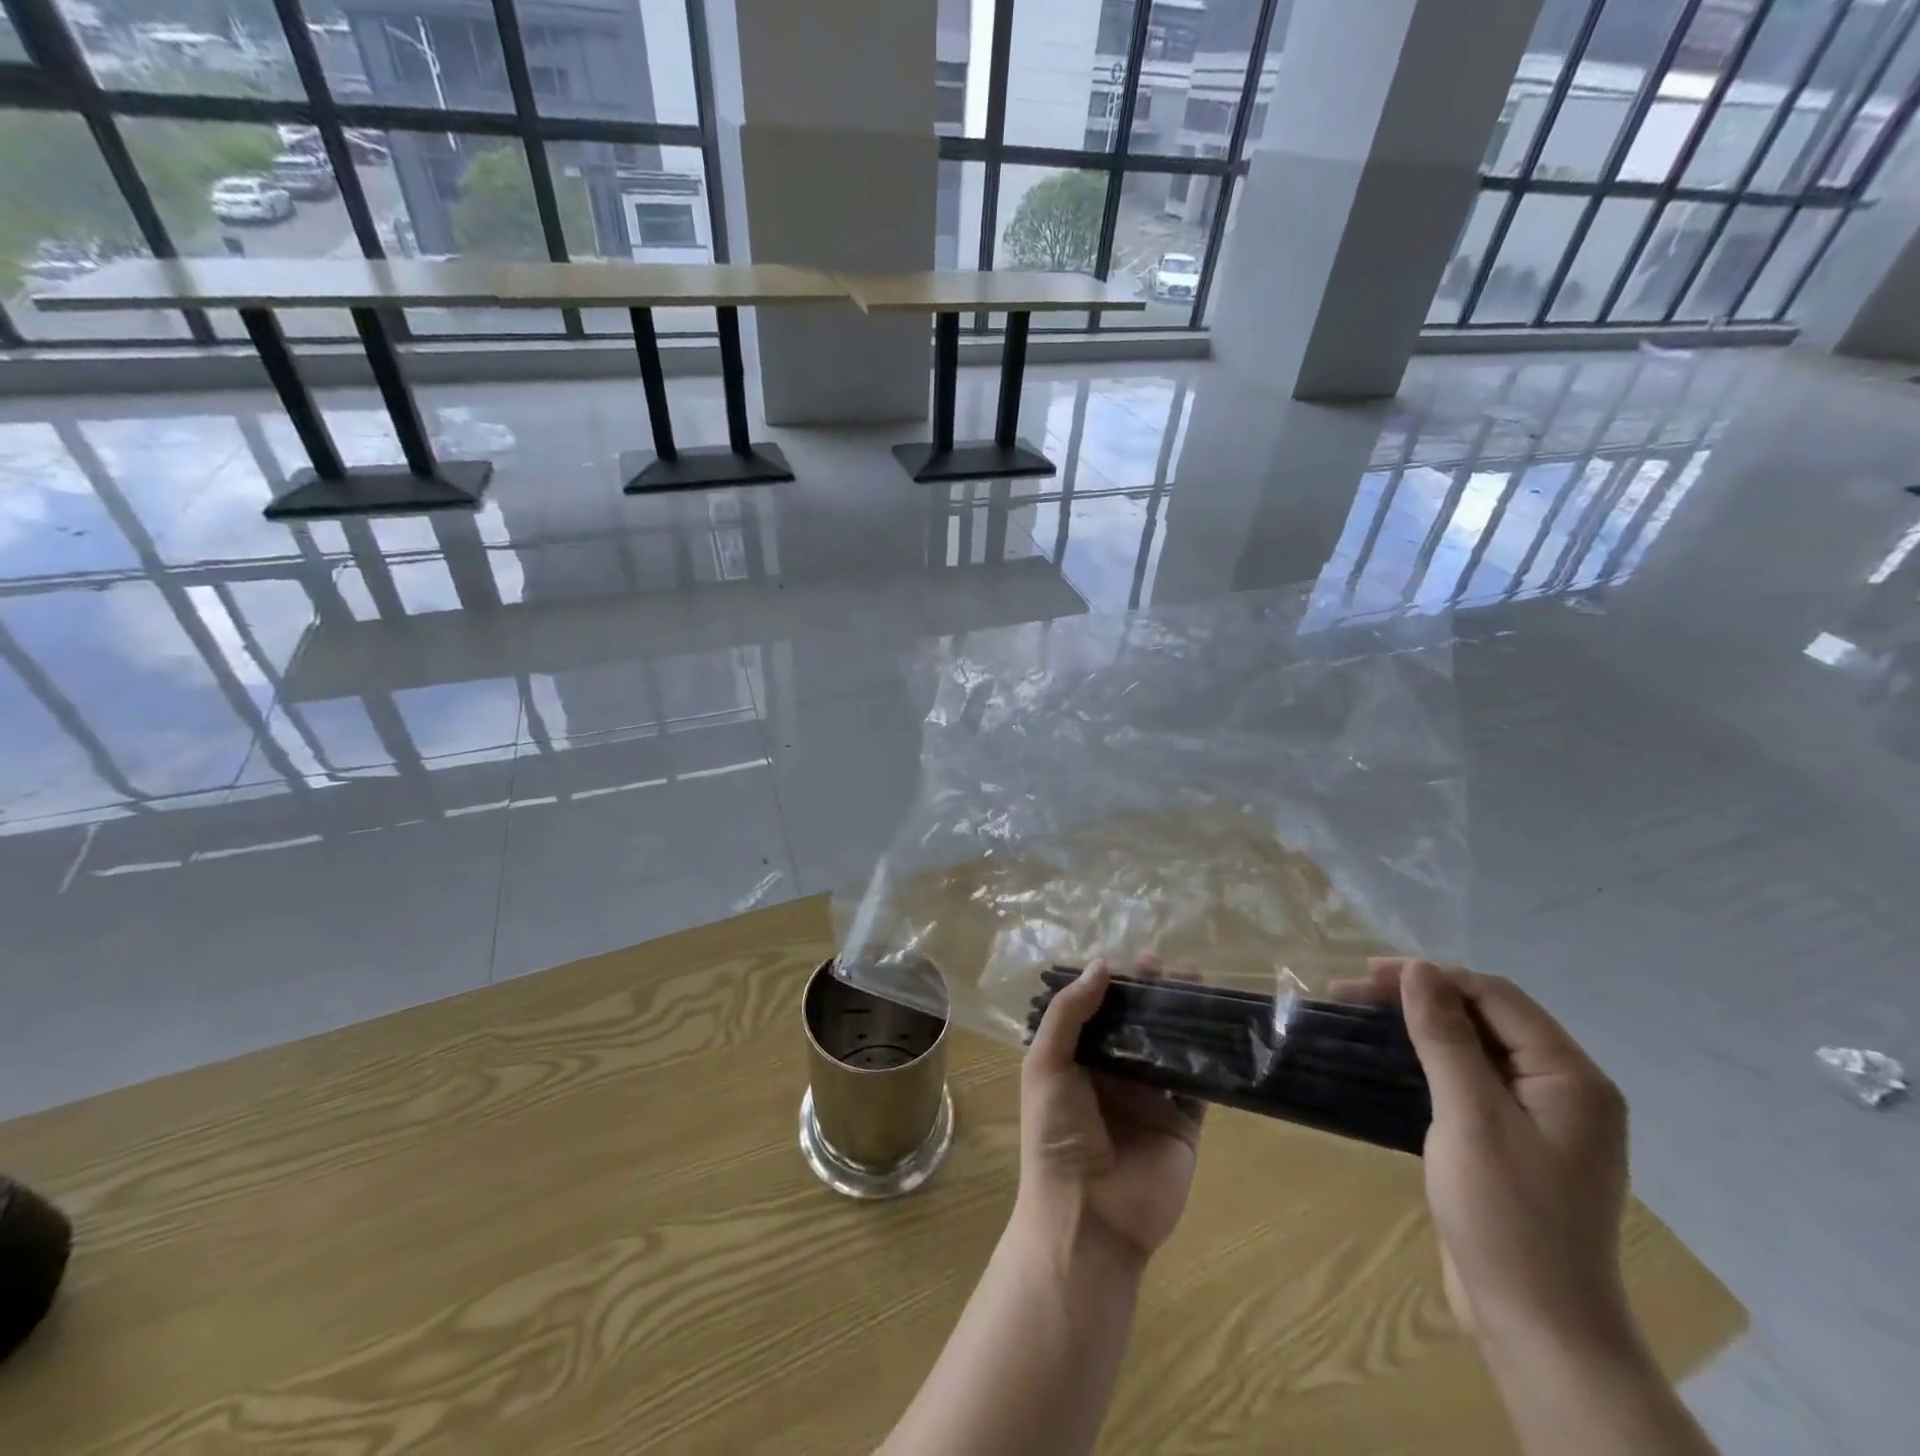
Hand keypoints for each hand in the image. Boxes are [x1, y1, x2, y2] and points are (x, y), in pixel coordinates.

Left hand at [1018, 958, 1204, 1267]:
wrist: (1088, 1217)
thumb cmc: (1056, 1134)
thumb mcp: (1047, 1065)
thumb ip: (1070, 1014)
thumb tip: (1102, 964)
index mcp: (1079, 1060)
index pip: (1099, 1011)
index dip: (1115, 984)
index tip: (1133, 959)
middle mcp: (1115, 1075)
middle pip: (1137, 1024)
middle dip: (1153, 994)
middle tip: (1170, 965)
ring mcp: (1151, 1100)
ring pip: (1171, 1047)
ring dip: (1183, 1017)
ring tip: (1198, 983)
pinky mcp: (1183, 1125)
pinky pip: (1200, 1085)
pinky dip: (1211, 1059)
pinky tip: (1221, 1027)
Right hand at [1369, 959, 1632, 1354]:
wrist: (1537, 1326)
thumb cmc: (1507, 1215)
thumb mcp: (1470, 1116)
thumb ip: (1446, 1037)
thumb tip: (1419, 970)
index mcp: (1570, 1078)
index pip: (1496, 997)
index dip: (1431, 977)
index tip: (1366, 976)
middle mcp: (1563, 1089)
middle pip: (1486, 1017)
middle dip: (1420, 997)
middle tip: (1351, 994)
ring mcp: (1540, 1119)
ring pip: (1474, 1047)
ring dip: (1419, 1026)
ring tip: (1361, 1018)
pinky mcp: (1513, 1142)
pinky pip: (1470, 1080)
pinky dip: (1429, 1062)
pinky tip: (1392, 1061)